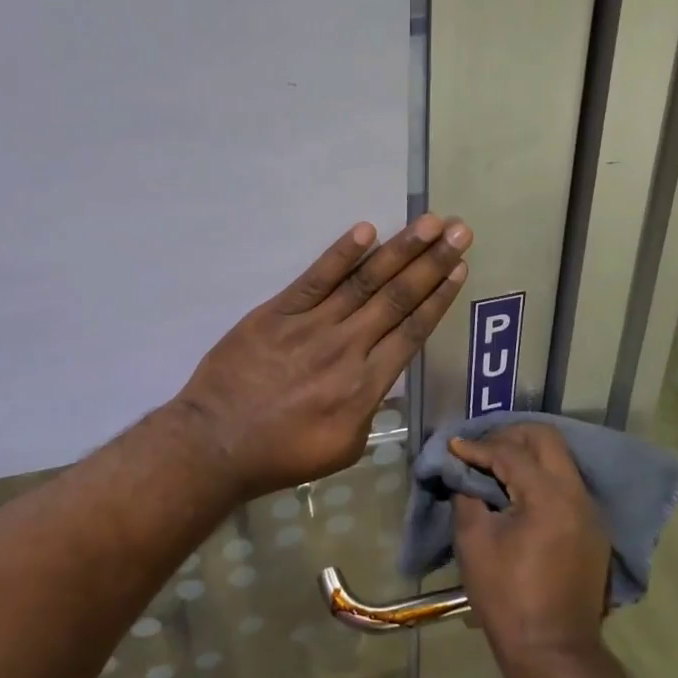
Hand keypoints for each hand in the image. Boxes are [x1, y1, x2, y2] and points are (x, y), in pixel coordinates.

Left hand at [172, 215, 471, 499]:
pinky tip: (366, 231)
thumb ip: (369, 410)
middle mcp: (347, 347)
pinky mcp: (278, 312)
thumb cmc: (281, 455)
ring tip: (429, 223)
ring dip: (400, 250)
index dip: (439, 297)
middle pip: (398, 297)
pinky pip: (315, 278)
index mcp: (366, 385)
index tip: (460, 269)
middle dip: (433, 262)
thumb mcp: (343, 448)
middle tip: (460, 230)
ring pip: (364, 282)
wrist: (217, 444)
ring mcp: (312, 326)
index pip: (412, 331)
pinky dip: (340, 254)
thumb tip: (381, 379)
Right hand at [451, 425, 609, 670]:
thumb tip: (463, 474)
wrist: (554, 652)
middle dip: (510, 436)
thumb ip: (467, 496)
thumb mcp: (474, 542)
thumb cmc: (507, 597)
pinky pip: (566, 485)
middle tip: (481, 449)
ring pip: (560, 460)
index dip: (477, 447)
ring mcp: (591, 513)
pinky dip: (541, 478)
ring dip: (528, 456)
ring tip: (495, 467)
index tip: (454, 448)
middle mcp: (577, 495)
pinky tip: (518, 494)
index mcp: (548, 496)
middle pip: (546, 440)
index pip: (510, 452)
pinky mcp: (593, 531)